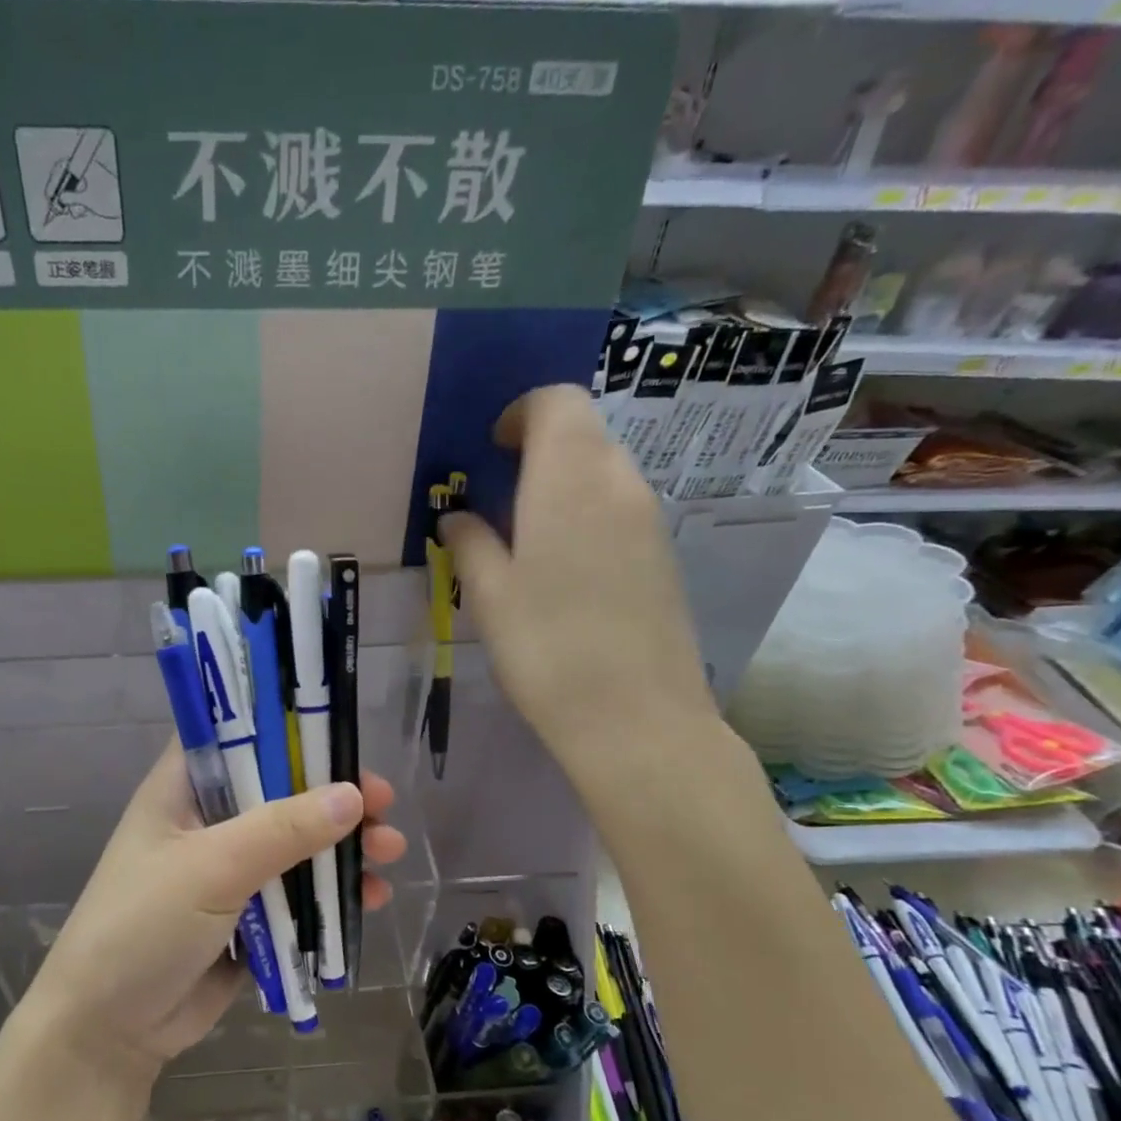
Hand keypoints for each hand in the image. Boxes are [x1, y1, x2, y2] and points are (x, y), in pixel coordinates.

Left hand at [22, 741, 407, 1077]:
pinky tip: (371, 897)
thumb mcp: (211, 868)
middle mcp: (210, 820)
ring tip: (390, 852)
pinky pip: (300, 892)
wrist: (108, 1030)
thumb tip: (353, 795)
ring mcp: (230, 869)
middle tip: (384, 804)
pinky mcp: (250, 915)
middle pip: (282, 790)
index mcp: (184, 788)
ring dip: (344, 846)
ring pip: (298, 843)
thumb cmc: (143, 926)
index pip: (237, 734)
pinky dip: (334, 892)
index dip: (289, 729)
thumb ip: (282, 830)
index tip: (342, 735)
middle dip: (334, 796)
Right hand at [440, 385, 719, 800]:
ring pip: (604, 472)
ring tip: (526, 538)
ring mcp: (649, 521)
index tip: (492, 450)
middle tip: (501, 497)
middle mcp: (619, 483)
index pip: (556, 403)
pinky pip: (620, 510)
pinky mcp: (663, 557)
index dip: (521, 415)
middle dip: (540, 449)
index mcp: (569, 479)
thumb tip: (458, 517)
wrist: (635, 718)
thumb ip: (470, 544)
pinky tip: (563, 571)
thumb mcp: (489, 596)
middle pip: (583, 433)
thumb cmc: (547, 649)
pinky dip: (587, 515)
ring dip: (563, 485)